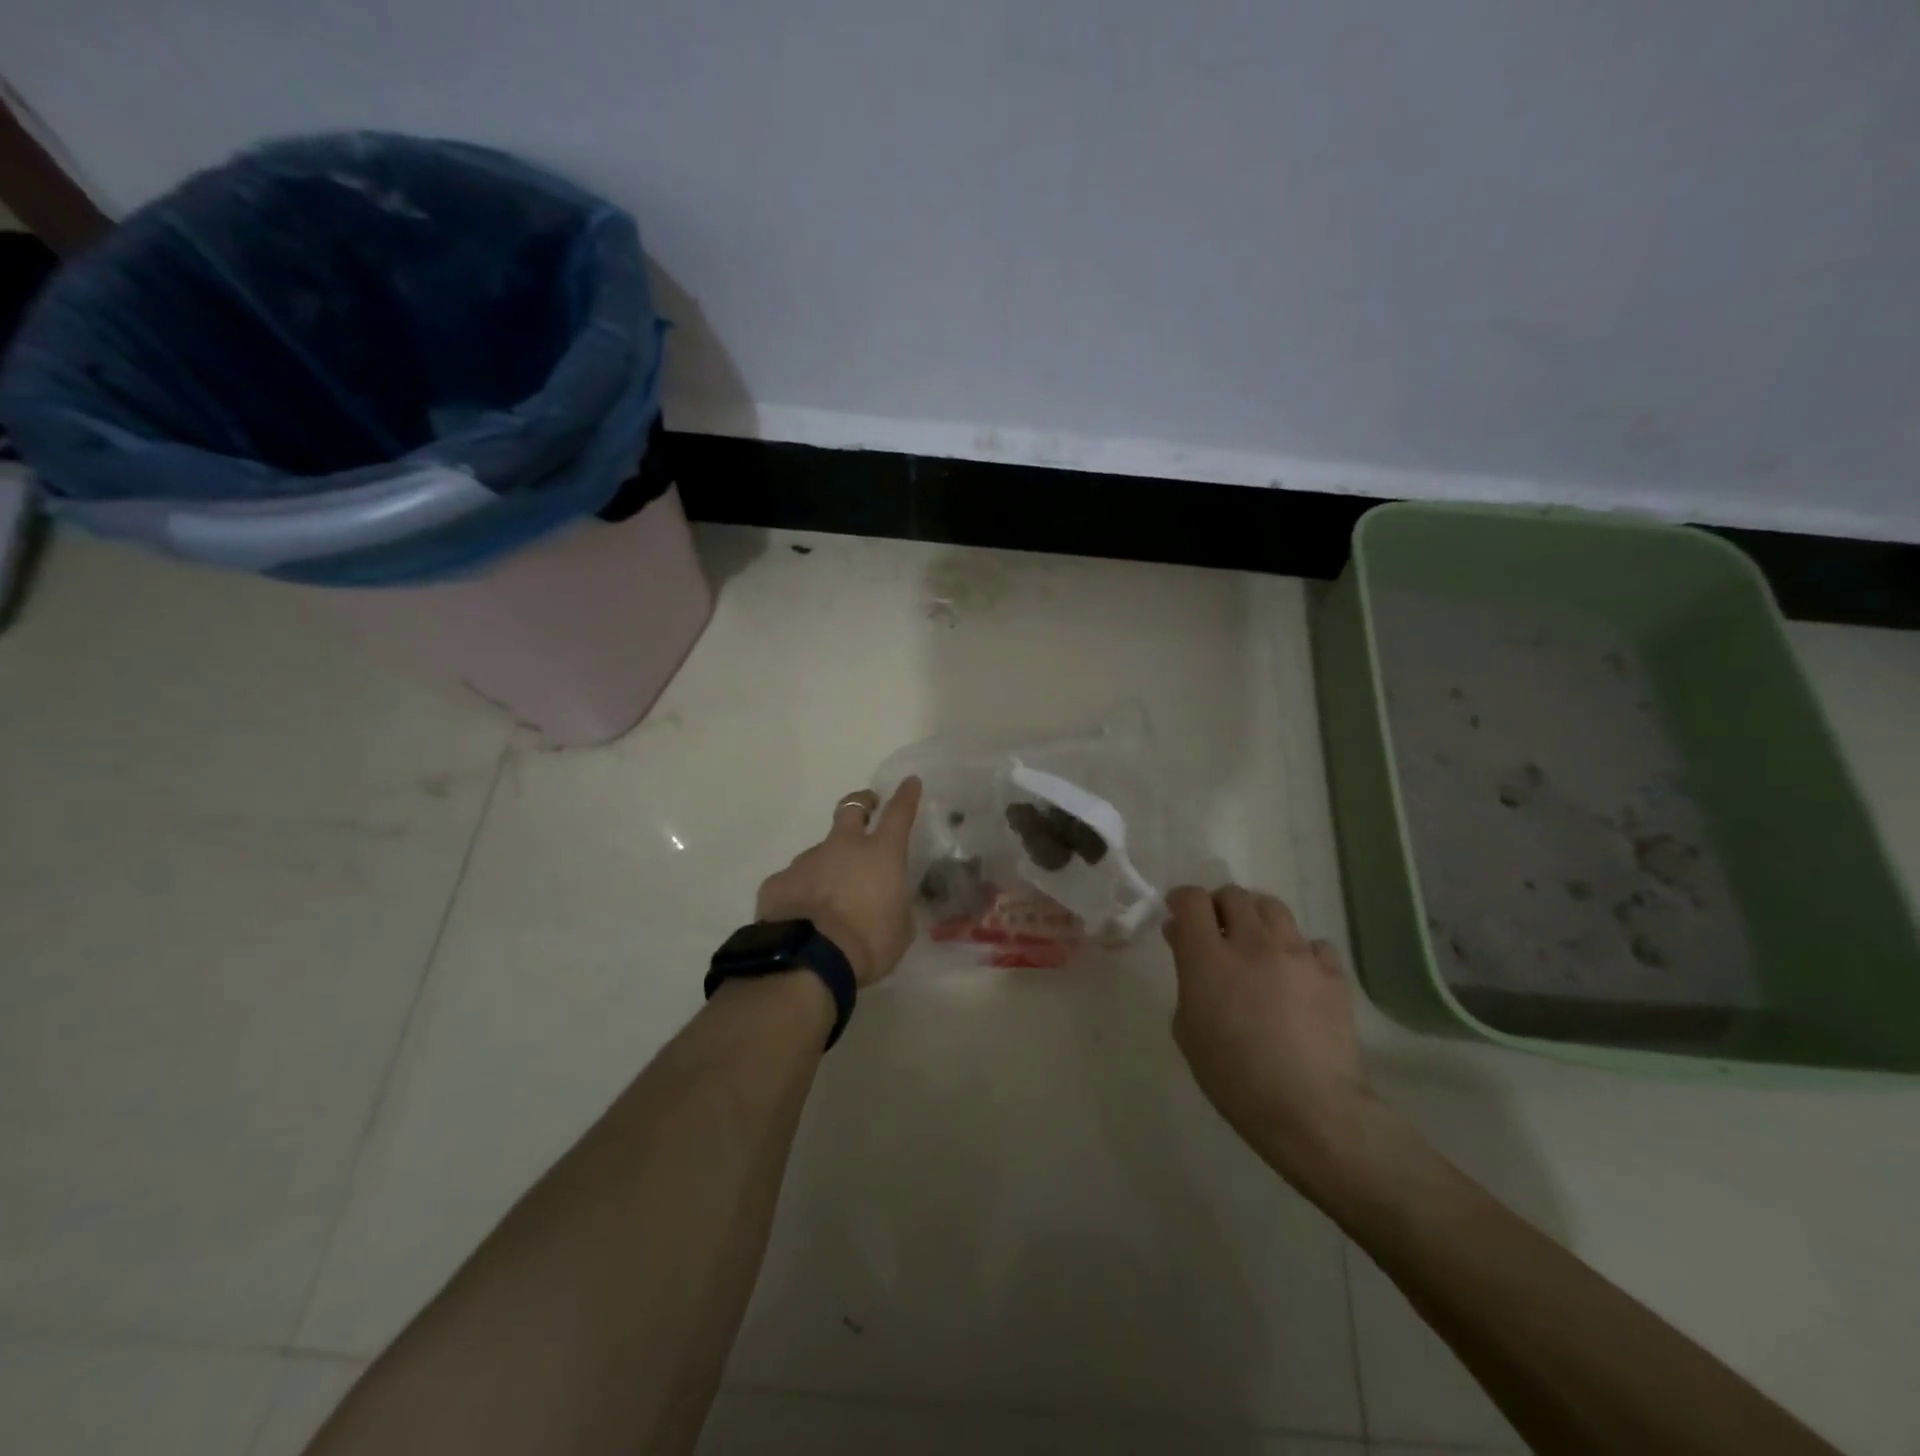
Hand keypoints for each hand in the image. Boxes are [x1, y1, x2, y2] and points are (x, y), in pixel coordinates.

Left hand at [757, 777, 922, 986]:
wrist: (810, 960)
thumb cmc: (869, 943)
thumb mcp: (901, 928)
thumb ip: (896, 906)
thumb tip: (889, 901)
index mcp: (881, 855)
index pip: (899, 814)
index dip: (906, 796)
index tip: (909, 782)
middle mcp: (842, 848)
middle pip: (851, 809)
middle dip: (862, 803)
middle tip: (867, 805)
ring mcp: (806, 861)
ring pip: (820, 853)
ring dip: (828, 866)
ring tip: (829, 899)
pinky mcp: (778, 882)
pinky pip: (793, 882)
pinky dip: (801, 894)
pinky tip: (802, 918)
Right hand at [1164, 884, 1373, 1187]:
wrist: (1308, 1109)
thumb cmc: (1233, 1077)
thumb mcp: (1188, 1028)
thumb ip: (1186, 977)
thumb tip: (1186, 942)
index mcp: (1208, 957)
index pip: (1192, 899)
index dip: (1182, 900)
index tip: (1178, 914)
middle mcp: (1252, 943)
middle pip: (1233, 894)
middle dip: (1219, 906)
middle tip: (1216, 931)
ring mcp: (1297, 954)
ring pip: (1273, 908)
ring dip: (1257, 918)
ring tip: (1256, 943)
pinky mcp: (1331, 973)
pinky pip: (1313, 943)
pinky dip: (1299, 950)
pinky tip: (1296, 974)